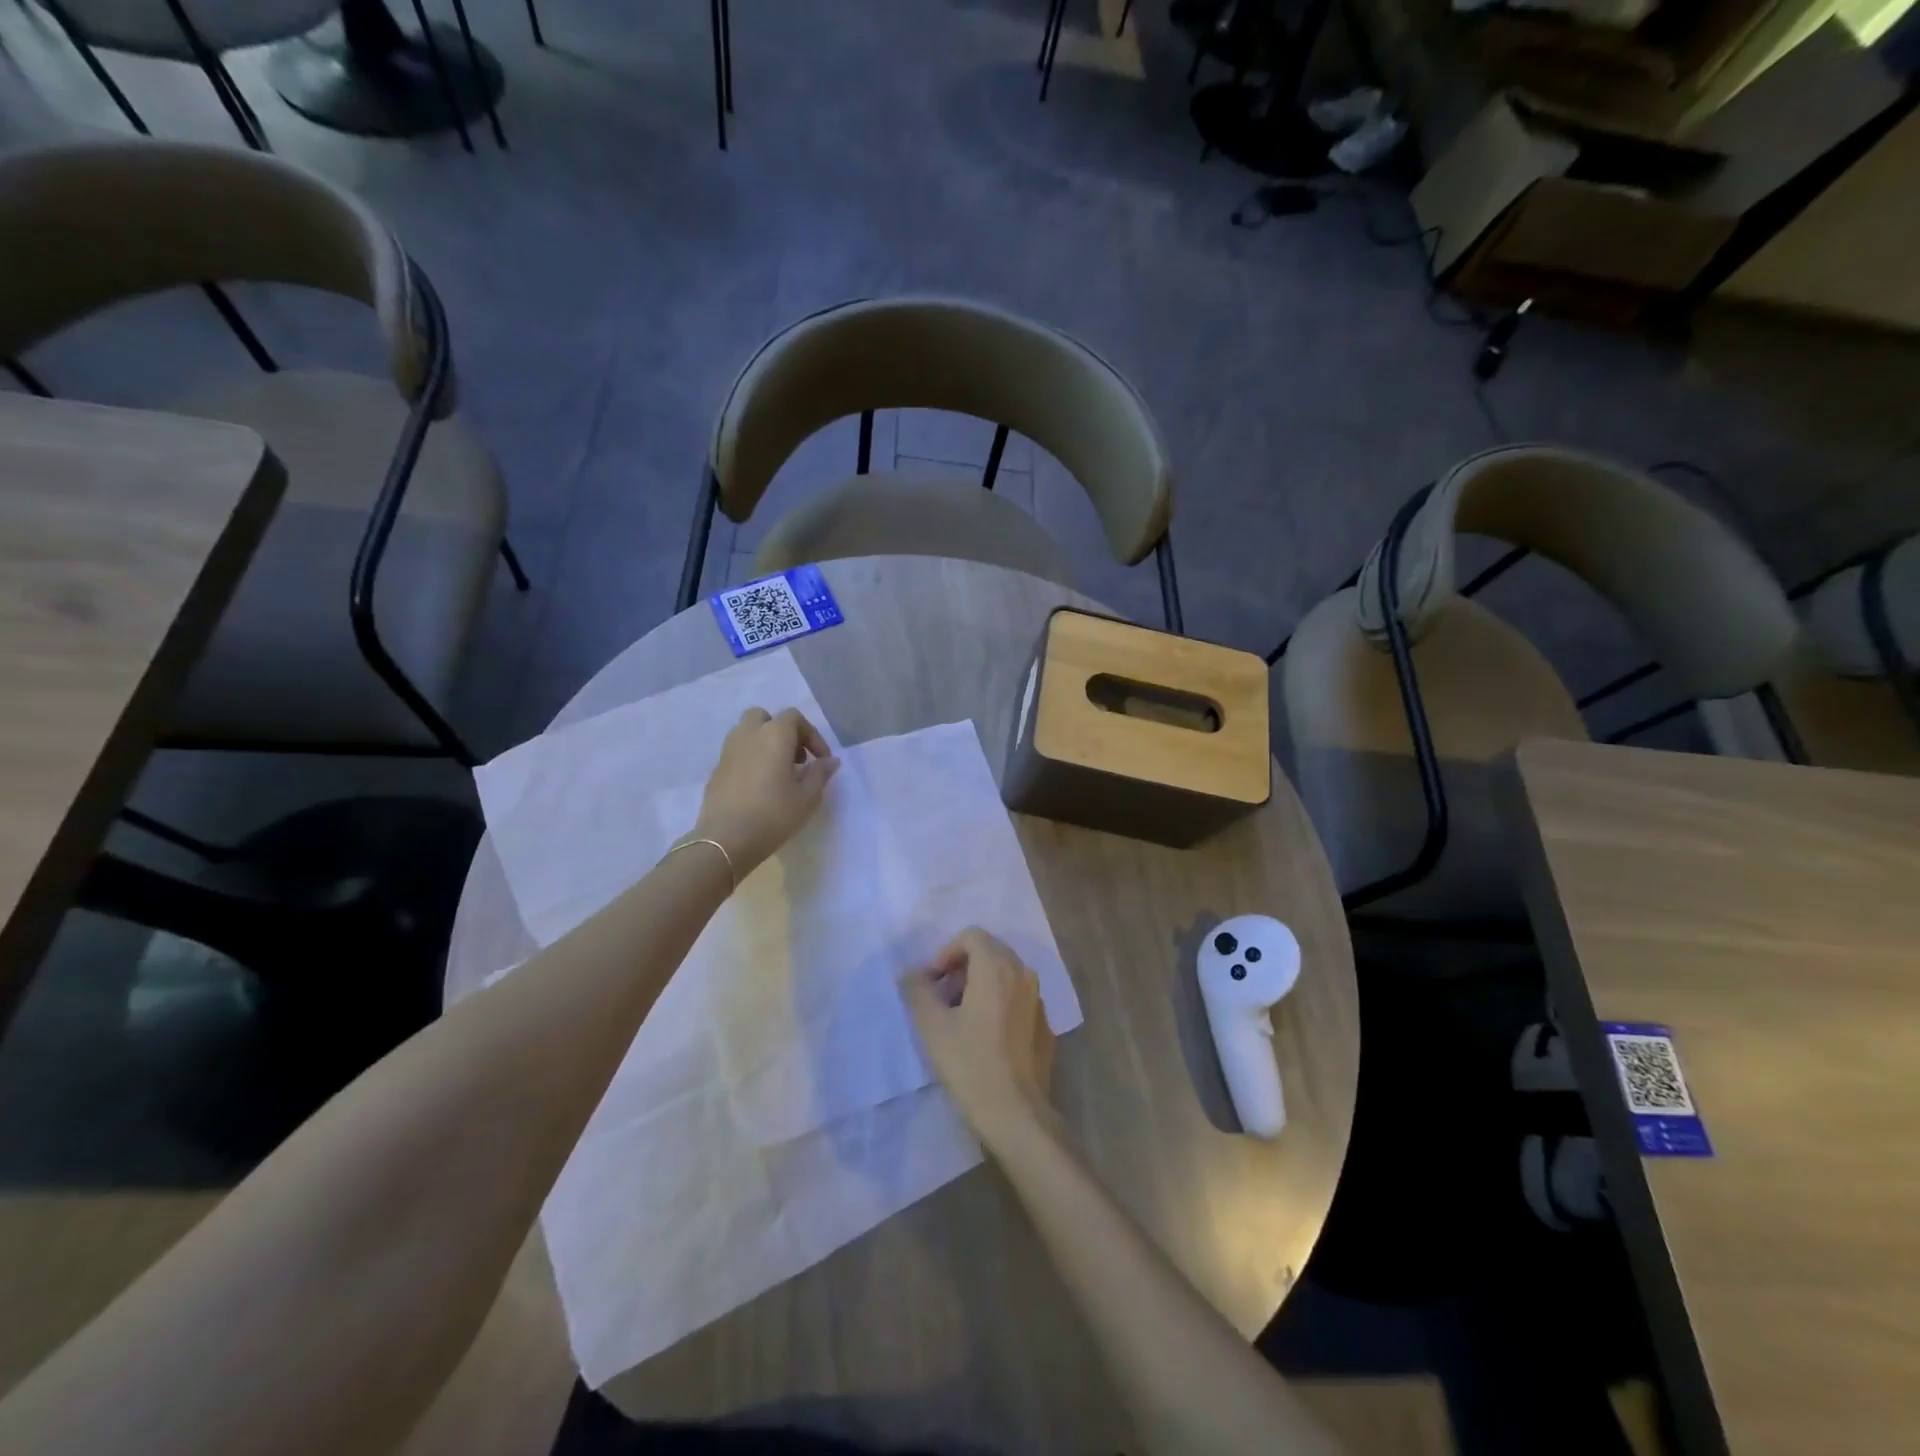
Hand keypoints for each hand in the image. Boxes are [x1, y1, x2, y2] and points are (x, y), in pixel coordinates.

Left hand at [691, 706, 838, 880]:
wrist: (725, 839)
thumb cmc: (773, 815)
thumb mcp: (808, 797)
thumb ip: (821, 773)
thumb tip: (830, 760)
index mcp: (774, 735)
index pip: (794, 718)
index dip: (812, 735)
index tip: (821, 760)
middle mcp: (748, 735)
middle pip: (765, 718)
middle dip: (782, 732)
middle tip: (796, 758)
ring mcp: (728, 751)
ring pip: (747, 733)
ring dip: (764, 744)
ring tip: (778, 772)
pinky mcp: (716, 770)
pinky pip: (737, 753)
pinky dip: (750, 759)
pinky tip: (759, 786)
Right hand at [900, 928, 1057, 1153]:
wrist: (1016, 1112)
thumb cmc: (970, 1063)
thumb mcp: (933, 1026)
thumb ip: (918, 991)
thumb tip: (910, 974)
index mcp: (997, 967)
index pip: (971, 936)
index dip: (945, 953)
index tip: (931, 983)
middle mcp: (1023, 973)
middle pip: (989, 952)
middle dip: (961, 968)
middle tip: (941, 998)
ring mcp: (1038, 999)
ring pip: (1005, 975)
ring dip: (979, 985)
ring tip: (959, 1018)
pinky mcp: (1045, 1024)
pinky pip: (1017, 998)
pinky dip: (998, 1003)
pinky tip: (984, 1037)